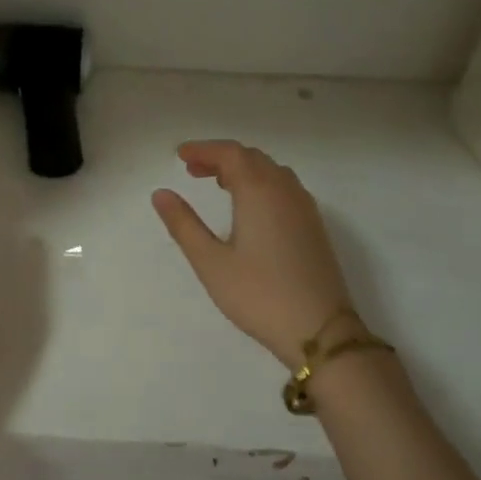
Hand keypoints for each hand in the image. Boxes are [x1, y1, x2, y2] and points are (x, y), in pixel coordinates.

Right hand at [152, 140, 354, 366]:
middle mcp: (285, 190)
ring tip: (217, 183)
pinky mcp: (314, 227)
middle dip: (221, 157)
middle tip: (192, 169)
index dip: (203, 149)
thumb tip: (161, 193)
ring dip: (243, 169)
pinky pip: (285, 188)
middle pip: (252, 158)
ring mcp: (305, 208)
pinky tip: (250, 207)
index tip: (179, 155)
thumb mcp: (210, 262)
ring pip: (272, 172)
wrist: (319, 330)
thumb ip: (184, 224)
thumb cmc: (258, 295)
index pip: (230, 154)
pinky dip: (262, 183)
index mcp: (259, 191)